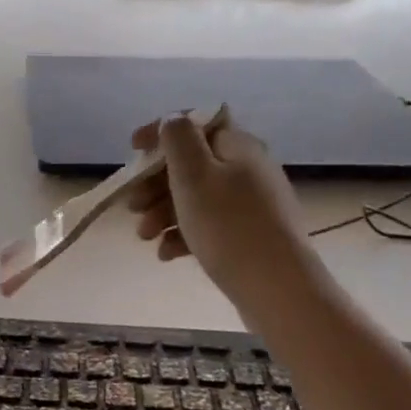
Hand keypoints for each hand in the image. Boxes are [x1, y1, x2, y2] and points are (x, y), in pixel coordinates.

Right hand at [128, 116, 311, 301]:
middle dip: (155, 183)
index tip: (132, 149)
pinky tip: (167, 254)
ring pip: (196, 198)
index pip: (196, 123)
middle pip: (192, 164)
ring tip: (144, 237)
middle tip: (132, 206)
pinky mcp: (250, 237)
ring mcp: (251, 205)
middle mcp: (248, 169)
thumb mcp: (194, 174)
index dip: (161, 132)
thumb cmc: (228, 226)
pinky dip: (184, 235)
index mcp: (237, 146)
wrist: (278, 289)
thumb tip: (173, 120)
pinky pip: (209, 226)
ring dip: (163, 212)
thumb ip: (178, 139)